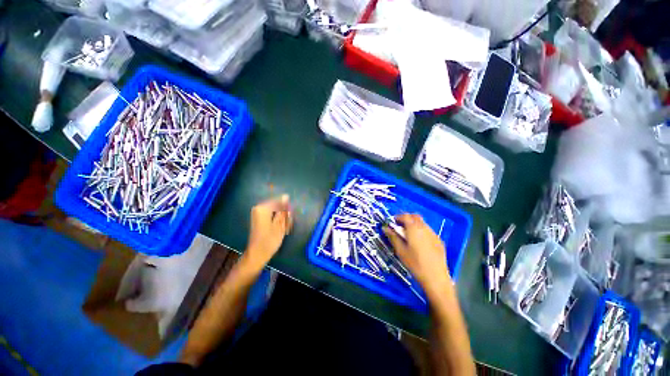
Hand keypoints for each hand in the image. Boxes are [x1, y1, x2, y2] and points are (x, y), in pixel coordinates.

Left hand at [245, 195, 293, 266]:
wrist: (257, 254)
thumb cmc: (270, 240)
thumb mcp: (280, 224)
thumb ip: (283, 209)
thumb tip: (286, 196)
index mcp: (263, 208)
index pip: (279, 201)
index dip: (286, 209)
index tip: (290, 218)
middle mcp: (258, 208)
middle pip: (276, 206)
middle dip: (284, 213)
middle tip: (287, 224)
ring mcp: (257, 213)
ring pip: (275, 211)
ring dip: (281, 218)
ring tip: (284, 227)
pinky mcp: (258, 218)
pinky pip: (271, 215)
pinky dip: (276, 220)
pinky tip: (279, 228)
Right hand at [383, 214, 451, 297]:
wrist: (435, 277)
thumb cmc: (415, 263)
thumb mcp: (400, 250)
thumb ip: (393, 237)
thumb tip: (385, 228)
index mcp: (414, 228)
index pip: (405, 216)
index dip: (398, 217)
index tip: (393, 222)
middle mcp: (424, 228)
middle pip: (415, 216)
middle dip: (407, 218)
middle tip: (400, 227)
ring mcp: (433, 234)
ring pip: (422, 223)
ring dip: (414, 224)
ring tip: (409, 235)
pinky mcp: (439, 241)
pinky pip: (428, 231)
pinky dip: (421, 231)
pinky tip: (419, 243)